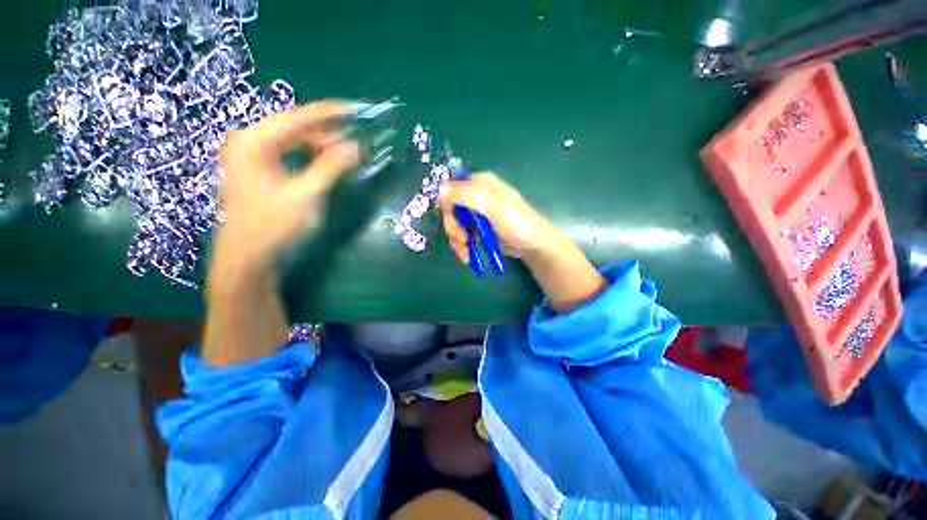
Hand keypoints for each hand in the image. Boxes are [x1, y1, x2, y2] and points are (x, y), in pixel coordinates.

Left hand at [213, 101, 360, 276]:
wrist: (248, 259)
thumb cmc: (275, 226)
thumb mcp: (307, 194)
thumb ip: (332, 167)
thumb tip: (356, 147)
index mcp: (254, 142)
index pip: (297, 118)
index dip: (328, 114)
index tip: (354, 111)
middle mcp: (248, 143)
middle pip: (293, 129)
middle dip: (325, 135)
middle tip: (352, 147)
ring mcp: (249, 158)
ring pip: (290, 142)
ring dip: (317, 148)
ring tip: (341, 159)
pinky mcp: (255, 173)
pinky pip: (285, 155)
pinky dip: (306, 159)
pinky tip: (321, 167)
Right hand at [438, 172, 606, 313]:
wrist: (532, 245)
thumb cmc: (516, 222)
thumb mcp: (491, 205)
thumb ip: (466, 195)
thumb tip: (440, 189)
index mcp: (480, 183)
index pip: (452, 187)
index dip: (447, 204)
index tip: (452, 219)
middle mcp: (477, 196)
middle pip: (452, 208)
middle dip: (454, 227)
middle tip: (461, 239)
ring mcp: (478, 213)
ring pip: (456, 223)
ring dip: (457, 239)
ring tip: (465, 252)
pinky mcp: (479, 228)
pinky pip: (463, 234)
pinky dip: (462, 245)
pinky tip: (467, 255)